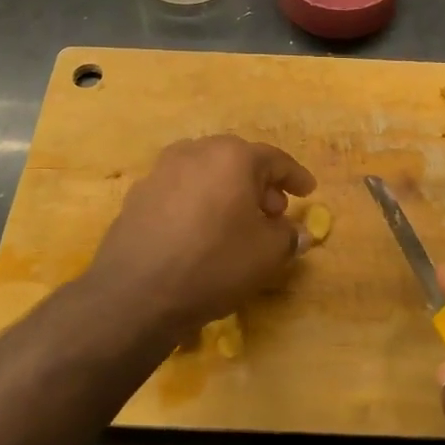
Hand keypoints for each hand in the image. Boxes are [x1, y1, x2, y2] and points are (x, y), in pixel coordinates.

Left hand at [89, 135, 316, 331]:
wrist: (136, 293)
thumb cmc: (213, 264)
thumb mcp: (267, 255)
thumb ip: (289, 237)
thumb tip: (298, 233)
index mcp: (232, 156)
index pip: (274, 159)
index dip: (295, 177)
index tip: (309, 191)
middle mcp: (195, 151)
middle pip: (237, 161)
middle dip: (260, 184)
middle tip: (275, 211)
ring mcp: (161, 171)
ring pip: (206, 174)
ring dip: (228, 192)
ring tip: (238, 223)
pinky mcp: (138, 195)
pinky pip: (181, 191)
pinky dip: (199, 203)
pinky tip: (202, 233)